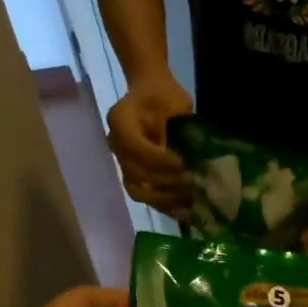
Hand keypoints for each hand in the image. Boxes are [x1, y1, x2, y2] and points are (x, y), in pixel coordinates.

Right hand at [106, 74, 193, 215]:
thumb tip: (190, 162)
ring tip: (190, 198)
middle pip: (136, 173)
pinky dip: (165, 206)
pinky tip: (185, 210)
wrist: (154, 96)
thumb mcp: (174, 103)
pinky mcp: (134, 177)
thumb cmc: (166, 96)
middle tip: (192, 182)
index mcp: (120, 120)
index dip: (160, 160)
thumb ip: (178, 130)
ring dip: (166, 198)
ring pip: (138, 191)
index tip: (184, 164)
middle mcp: (116, 145)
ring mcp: (123, 164)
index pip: (135, 147)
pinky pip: (145, 197)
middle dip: (166, 182)